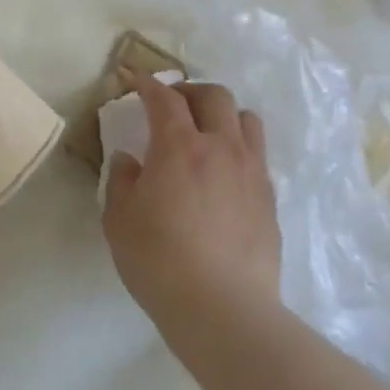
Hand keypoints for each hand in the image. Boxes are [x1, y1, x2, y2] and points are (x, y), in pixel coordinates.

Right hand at [102, 73, 280, 326]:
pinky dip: (238, 148)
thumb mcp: (119, 219)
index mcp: (179, 147)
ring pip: (246, 120)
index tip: (136, 82)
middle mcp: (221, 148)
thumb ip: (121, 180)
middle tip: (172, 105)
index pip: (165, 99)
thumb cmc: (158, 259)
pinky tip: (223, 173)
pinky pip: (257, 155)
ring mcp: (252, 173)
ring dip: (222, 115)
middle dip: (190, 92)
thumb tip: (129, 160)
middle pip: (214, 96)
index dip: (148, 85)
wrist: (222, 307)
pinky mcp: (270, 199)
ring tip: (205, 132)